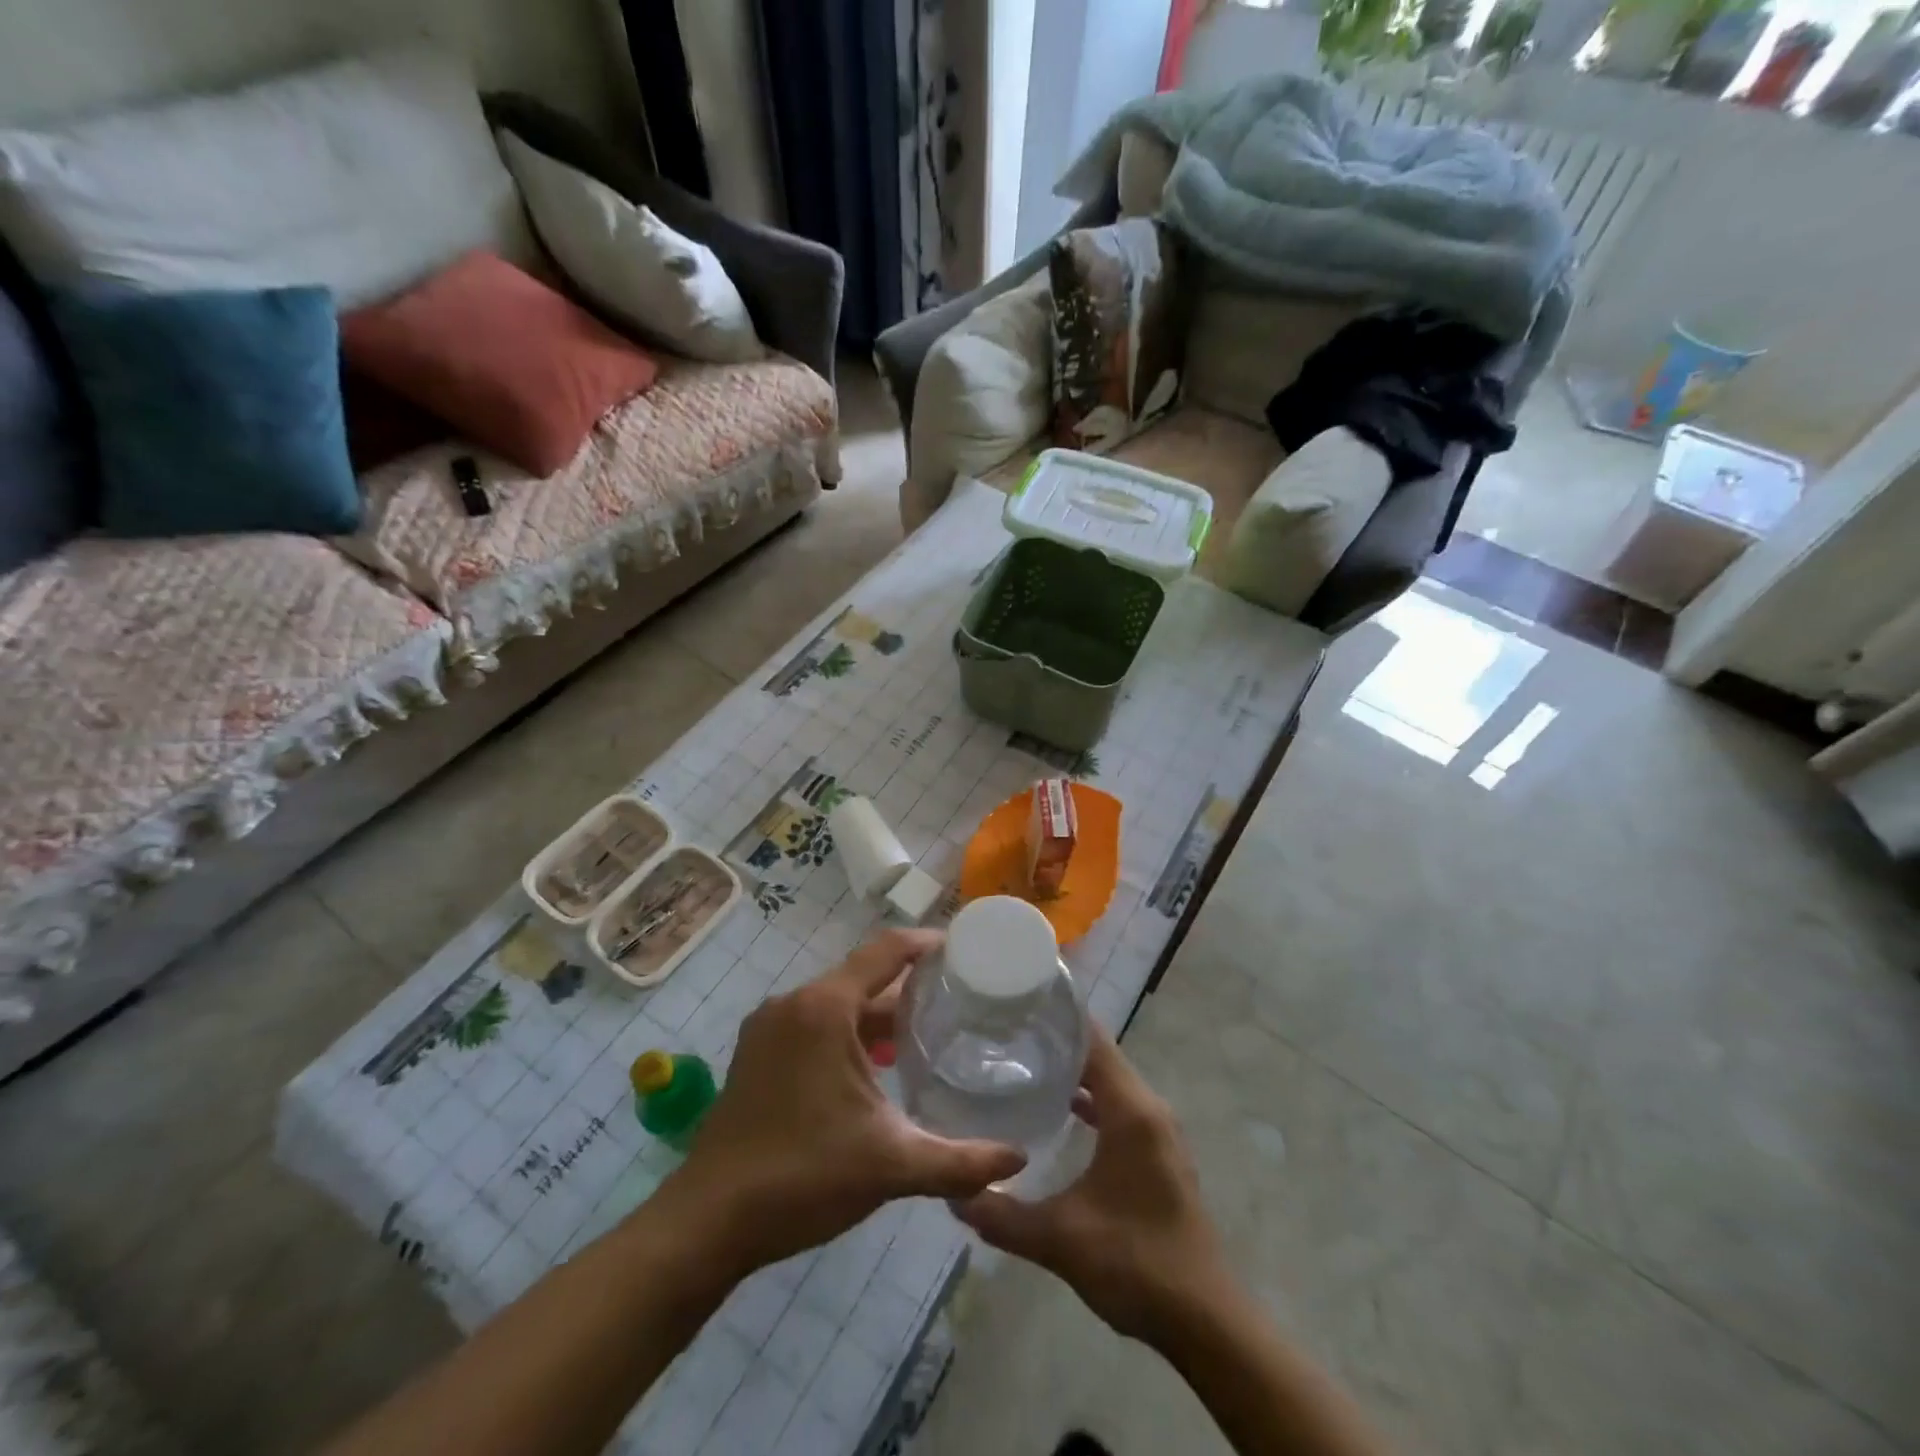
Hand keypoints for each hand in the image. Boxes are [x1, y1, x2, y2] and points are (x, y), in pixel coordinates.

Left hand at [664, 929, 1025, 1275]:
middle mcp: (794, 1003)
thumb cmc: (803, 1176)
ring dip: (878, 1014)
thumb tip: (1019, 1162)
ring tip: (926, 1032)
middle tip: (957, 1001)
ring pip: (837, 1003)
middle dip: (909, 987)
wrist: (708, 1221)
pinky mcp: (757, 1054)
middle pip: (863, 977)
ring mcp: (769, 1027)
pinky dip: (849, 1033)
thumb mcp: (891, 1165)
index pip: (887, 951)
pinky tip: (877, 1066)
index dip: (927, 944)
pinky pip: (814, 1025)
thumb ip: (960, 1162)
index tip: (965, 950)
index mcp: (825, 1008)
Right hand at [953, 1024, 1225, 1341]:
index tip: (1015, 1006)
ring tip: (1023, 1066)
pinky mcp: (1158, 1152)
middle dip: (1056, 1042)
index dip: (1057, 1017)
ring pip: (1111, 1081)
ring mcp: (1158, 1130)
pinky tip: (1058, 1113)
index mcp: (1132, 1110)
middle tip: (1005, 1036)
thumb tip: (954, 1193)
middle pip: (1100, 1054)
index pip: (1093, 1039)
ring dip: (1074, 1072)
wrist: (1205, 1322)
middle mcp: (1149, 1107)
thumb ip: (1003, 1215)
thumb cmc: (1136, 1264)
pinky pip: (1120, 1106)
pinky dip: (1091, 1100)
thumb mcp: (1060, 1239)